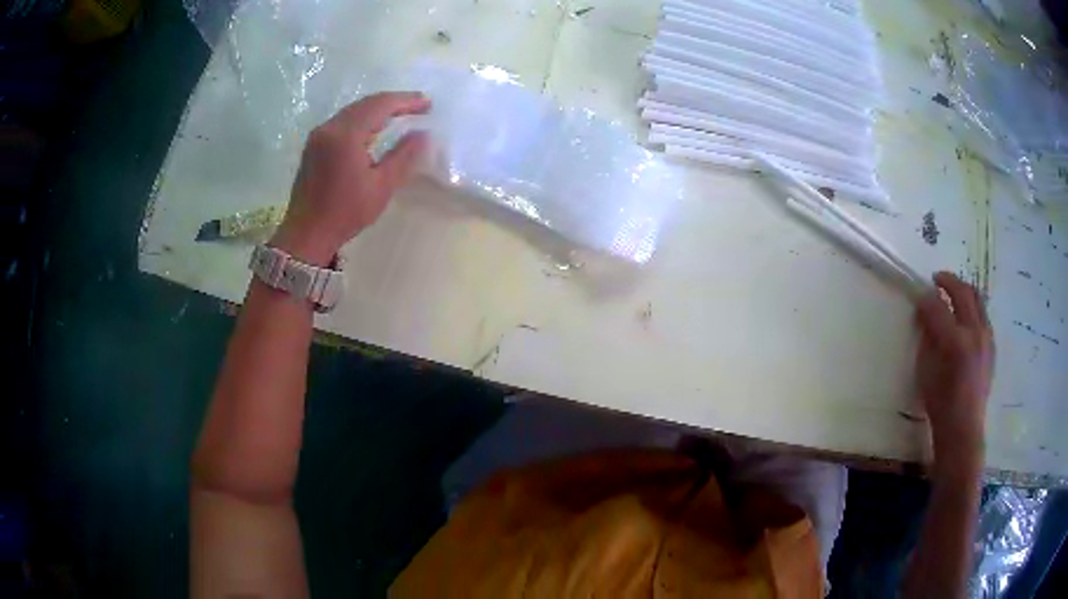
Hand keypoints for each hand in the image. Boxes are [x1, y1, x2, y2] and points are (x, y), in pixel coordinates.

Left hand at [271, 92, 430, 264]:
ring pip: (353, 110)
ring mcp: (318, 135)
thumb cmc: (346, 213)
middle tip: (419, 106)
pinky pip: (343, 121)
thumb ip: (403, 155)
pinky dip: (363, 118)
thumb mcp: (381, 186)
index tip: (428, 104)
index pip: (381, 105)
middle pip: (366, 103)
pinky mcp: (314, 144)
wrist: (306, 234)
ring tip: (401, 113)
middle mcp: (330, 127)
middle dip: (394, 102)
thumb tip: (423, 134)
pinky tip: (375, 127)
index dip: (406, 101)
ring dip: (378, 108)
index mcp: (346, 135)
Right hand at [915, 272, 994, 472]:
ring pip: (977, 298)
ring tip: (953, 292)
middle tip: (937, 279)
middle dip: (948, 281)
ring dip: (963, 290)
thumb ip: (926, 339)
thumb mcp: (925, 371)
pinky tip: (965, 317)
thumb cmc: (940, 404)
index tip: (918, 298)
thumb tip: (925, 317)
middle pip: (962, 292)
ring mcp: (986, 336)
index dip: (925, 299)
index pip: (937, 307)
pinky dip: (972, 308)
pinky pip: (983, 315)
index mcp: (955, 341)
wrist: (964, 427)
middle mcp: (974, 332)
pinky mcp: (992, 344)